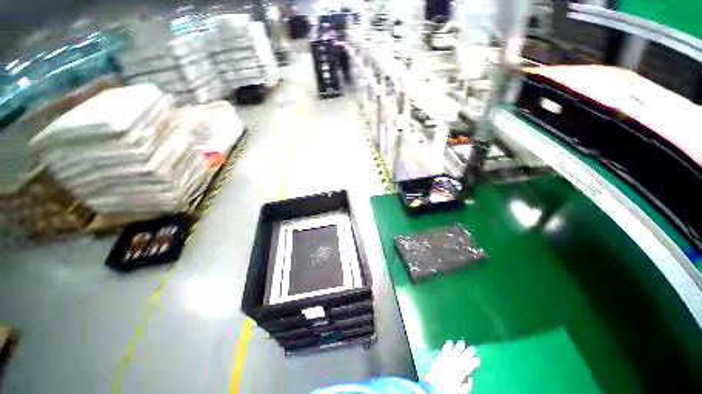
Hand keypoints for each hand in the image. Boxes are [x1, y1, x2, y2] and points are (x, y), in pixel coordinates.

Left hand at [422, 340, 479, 393]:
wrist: (433, 388)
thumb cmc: (446, 391)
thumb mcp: (459, 391)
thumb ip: (466, 386)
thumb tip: (470, 379)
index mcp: (461, 374)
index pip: (469, 366)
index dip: (474, 362)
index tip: (478, 359)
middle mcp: (455, 365)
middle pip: (463, 357)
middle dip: (469, 352)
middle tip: (473, 348)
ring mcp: (447, 360)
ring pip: (455, 351)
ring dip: (459, 346)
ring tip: (462, 342)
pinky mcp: (439, 357)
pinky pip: (444, 349)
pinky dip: (448, 345)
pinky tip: (450, 341)